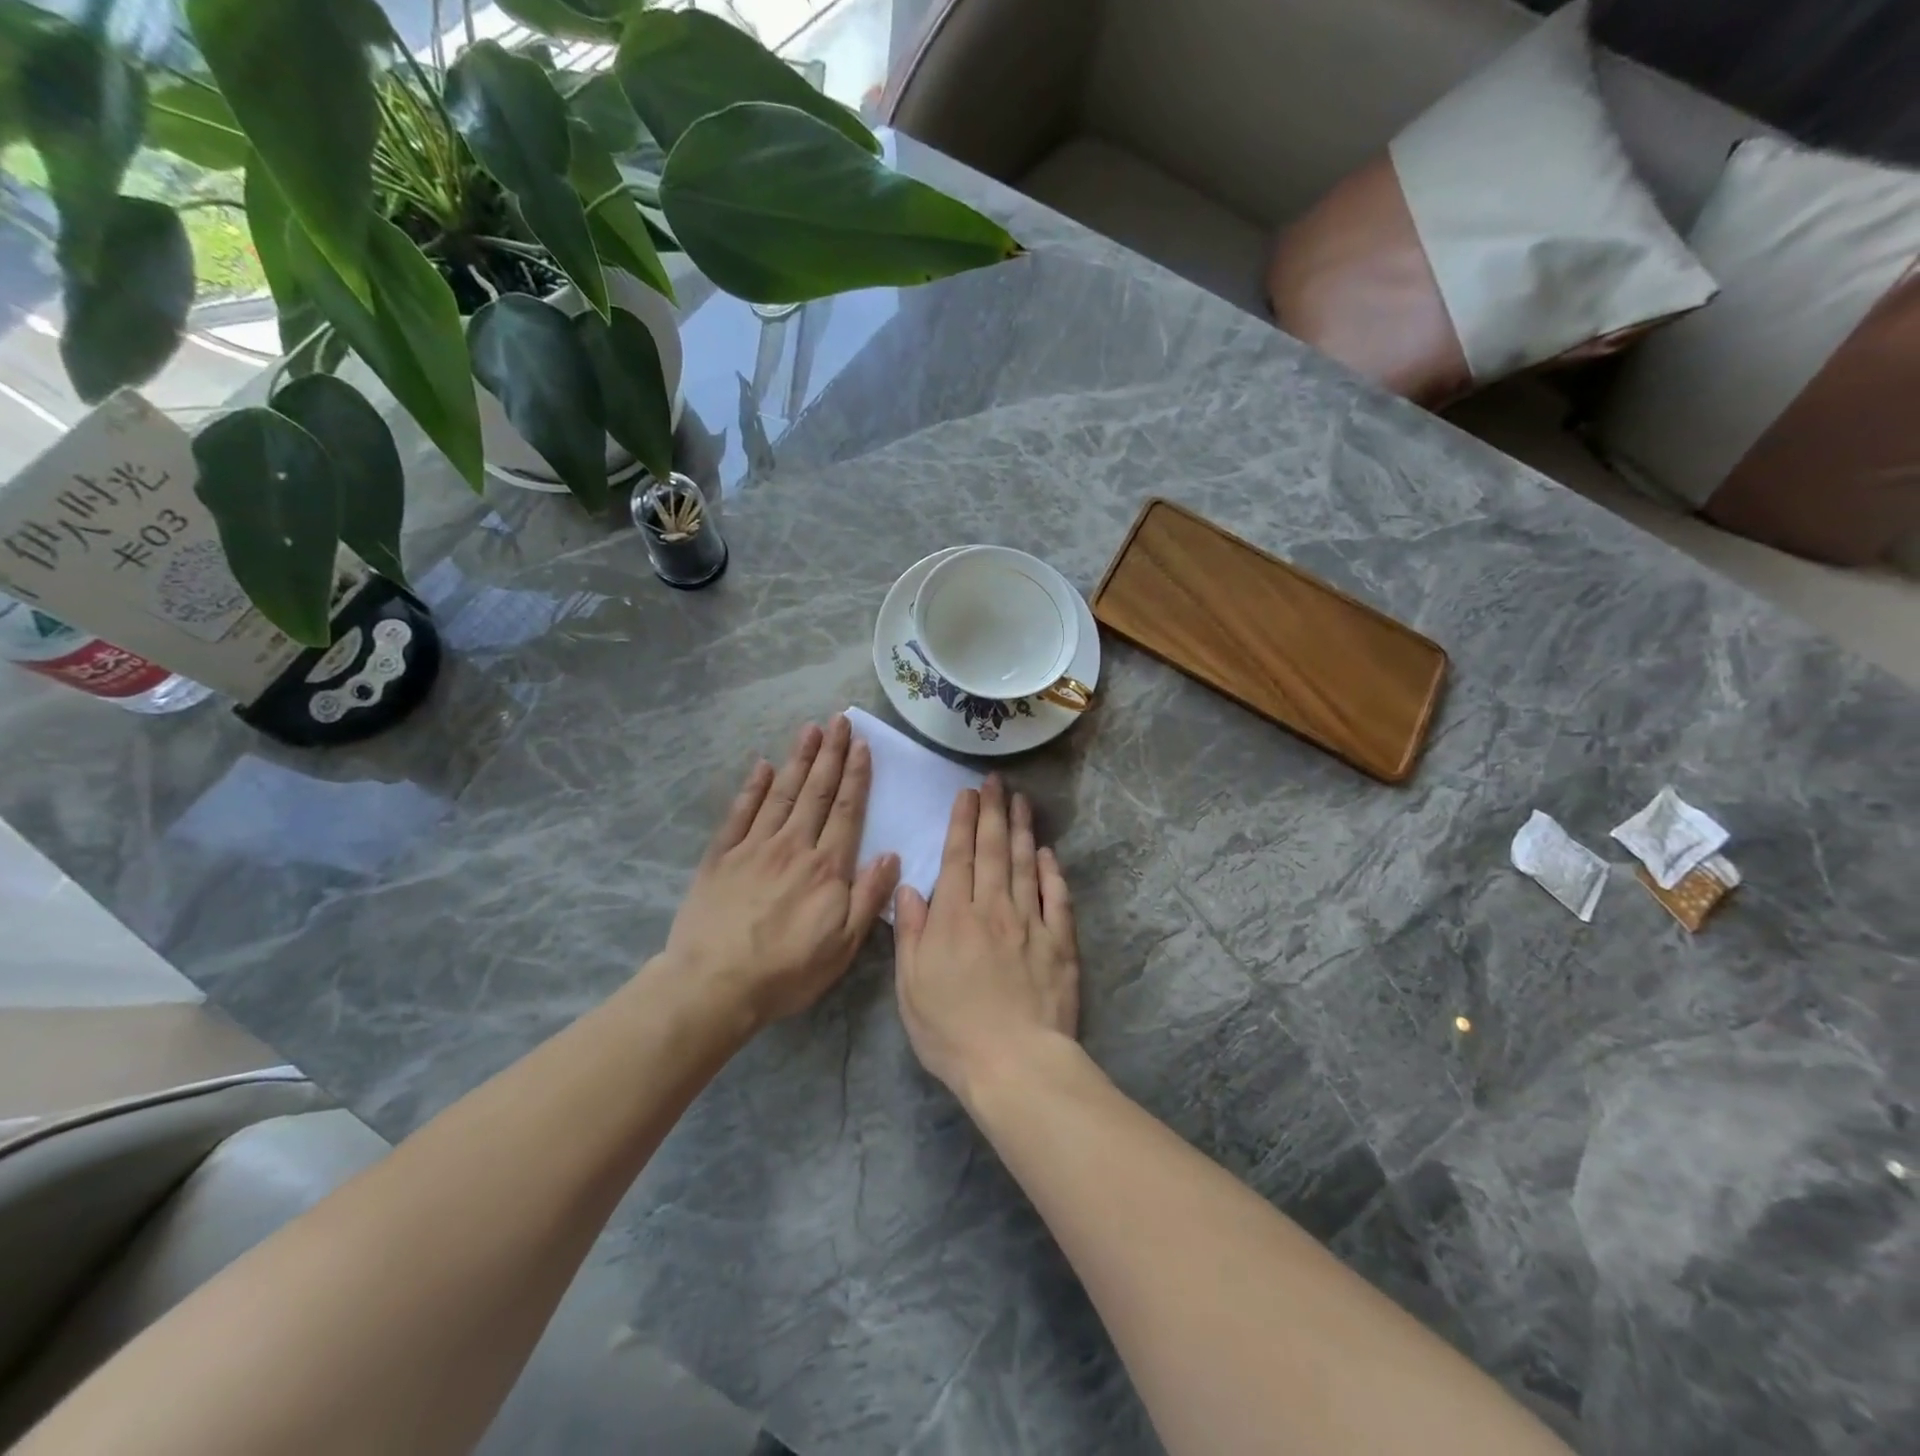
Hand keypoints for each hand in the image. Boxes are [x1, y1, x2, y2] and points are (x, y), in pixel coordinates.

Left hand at [662, 718, 900, 1027]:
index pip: (846, 811)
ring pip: (782, 793)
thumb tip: (891, 855)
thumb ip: (868, 897)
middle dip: (830, 754)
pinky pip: (740, 812)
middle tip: (839, 720)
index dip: (855, 776)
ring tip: (810, 729)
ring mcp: (753, 847)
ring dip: (798, 759)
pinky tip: (762, 765)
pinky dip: (753, 787)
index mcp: (826, 868)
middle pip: (815, 792)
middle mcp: (792, 846)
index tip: (861, 745)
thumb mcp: (843, 946)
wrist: (714, 985)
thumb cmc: (786, 971)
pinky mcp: (721, 856)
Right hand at [893, 777, 1079, 1101]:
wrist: (1014, 1063)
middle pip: (994, 851)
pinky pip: (1057, 898)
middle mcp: (993, 909)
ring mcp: (1031, 923)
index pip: (958, 857)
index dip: (963, 822)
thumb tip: (910, 888)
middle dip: (993, 812)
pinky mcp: (1060, 942)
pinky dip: (1052, 872)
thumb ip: (911, 933)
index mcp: (954, 917)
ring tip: (1021, 801)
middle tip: (996, 782)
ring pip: (1026, 865)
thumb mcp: (911, 987)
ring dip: (1022, 830)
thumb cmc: (952, 1030)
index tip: (967, 794)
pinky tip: (1049, 853)